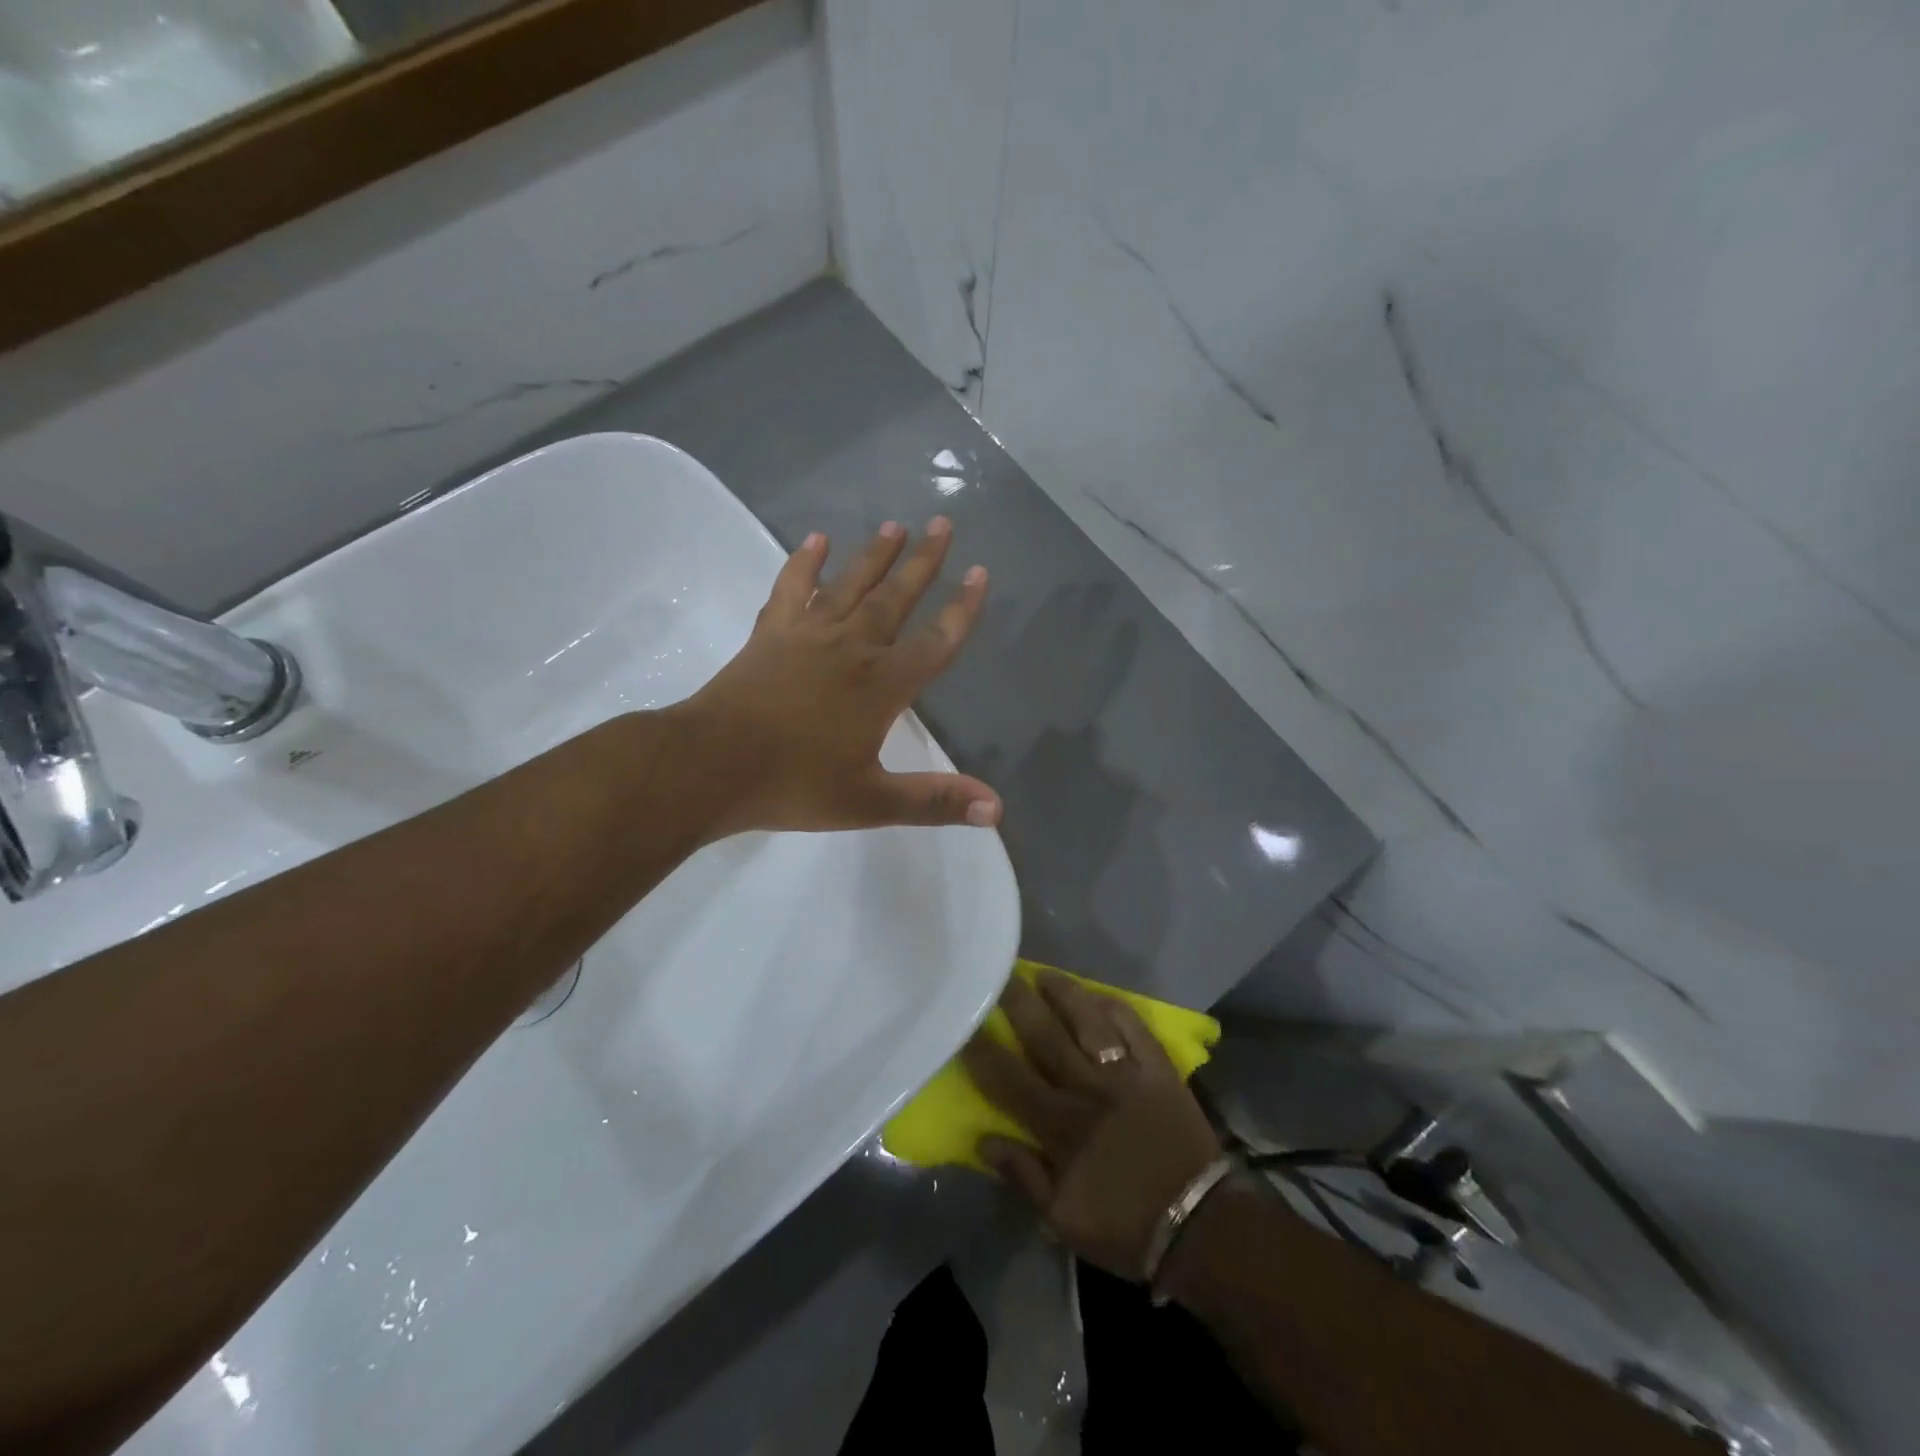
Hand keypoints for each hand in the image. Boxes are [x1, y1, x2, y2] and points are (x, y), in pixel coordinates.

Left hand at [680, 517, 1001, 837]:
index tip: (980, 573)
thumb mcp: (870, 802)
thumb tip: (996, 810)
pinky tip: (816, 540)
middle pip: (896, 598)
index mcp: (882, 686)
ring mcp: (808, 635)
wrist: (711, 765)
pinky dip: (804, 563)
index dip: (961, 610)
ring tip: (896, 524)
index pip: (935, 642)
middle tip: (944, 524)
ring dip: (875, 554)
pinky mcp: (771, 633)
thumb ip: (934, 801)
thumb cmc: (794, 785)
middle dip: (924, 563)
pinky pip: (792, 588)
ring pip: (850, 584)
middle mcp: (851, 648)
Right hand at [962, 972, 1223, 1279]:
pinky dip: (1114, 1008)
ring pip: (1088, 1021)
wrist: (1200, 1228)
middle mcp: (1088, 1088)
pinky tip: (1098, 996)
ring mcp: (1127, 1073)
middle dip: (1018, 1003)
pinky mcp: (1159, 1069)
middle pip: (1045, 1035)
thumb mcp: (1062, 1220)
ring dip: (1064, 993)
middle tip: (998, 974)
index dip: (983, 1049)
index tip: (964, 1023)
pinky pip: (1134, 1027)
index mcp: (1060, 1125)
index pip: (1009, 1078)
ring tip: (1043, 973)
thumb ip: (1022, 1176)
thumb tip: (983, 1140)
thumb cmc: (1126, 1228)